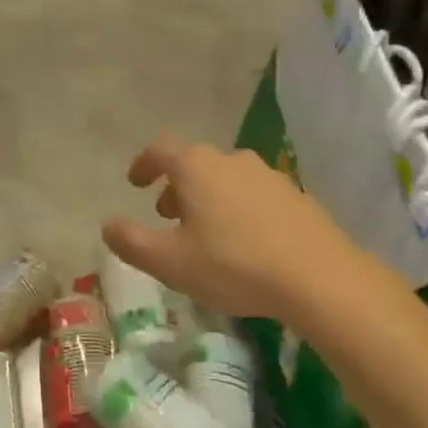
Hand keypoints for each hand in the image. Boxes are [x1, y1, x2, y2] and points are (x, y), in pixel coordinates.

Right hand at [100, 132, 374, 320]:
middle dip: (175, 186)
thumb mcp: (171, 262)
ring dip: (207, 198)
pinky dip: (238, 209)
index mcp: (197, 168)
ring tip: (205, 233)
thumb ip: (132, 242)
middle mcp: (232, 160)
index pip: (160, 149)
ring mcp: (268, 175)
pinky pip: (253, 194)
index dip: (143, 163)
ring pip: (225, 178)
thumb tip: (107, 225)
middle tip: (167, 216)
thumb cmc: (234, 265)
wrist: (320, 277)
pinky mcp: (296, 195)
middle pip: (194, 163)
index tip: (135, 183)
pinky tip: (244, 242)